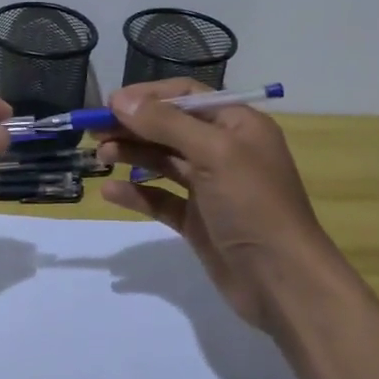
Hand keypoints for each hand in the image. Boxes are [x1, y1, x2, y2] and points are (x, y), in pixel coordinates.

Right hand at [95, 79, 338, 331]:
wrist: (283, 282)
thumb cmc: (253, 204)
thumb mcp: (213, 153)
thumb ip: (165, 123)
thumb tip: (120, 99)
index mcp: (237, 125)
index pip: (186, 95)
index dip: (148, 97)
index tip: (110, 104)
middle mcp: (224, 150)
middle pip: (170, 127)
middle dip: (133, 126)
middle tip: (95, 131)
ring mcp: (210, 187)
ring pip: (163, 161)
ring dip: (131, 154)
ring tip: (101, 156)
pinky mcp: (198, 220)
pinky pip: (161, 198)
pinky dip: (136, 192)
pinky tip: (110, 190)